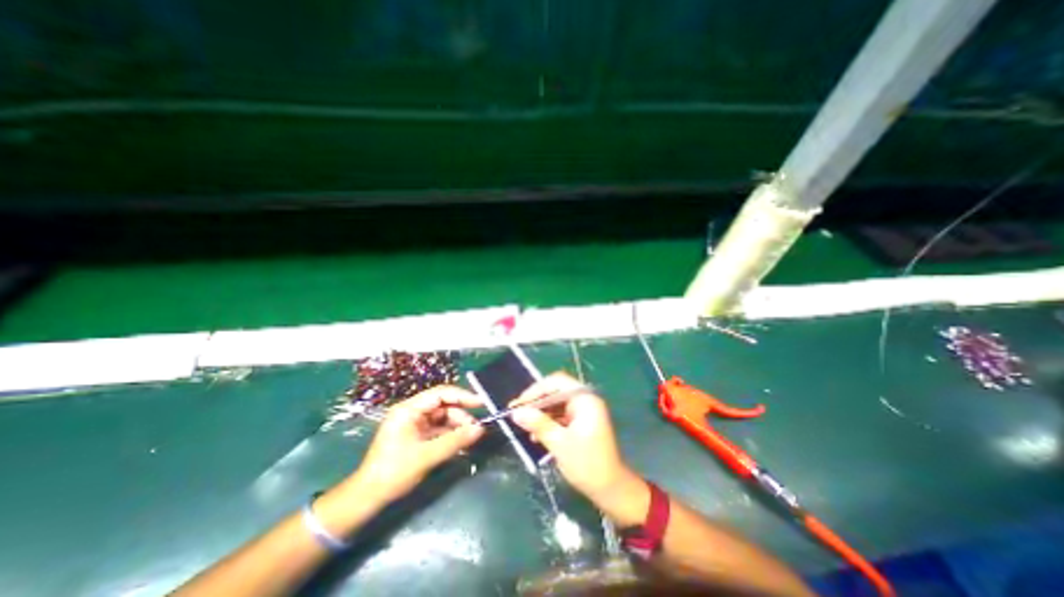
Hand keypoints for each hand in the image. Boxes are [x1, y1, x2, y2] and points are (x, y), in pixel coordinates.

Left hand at [349, 388, 485, 504]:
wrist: (367, 498)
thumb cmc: (393, 472)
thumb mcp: (427, 456)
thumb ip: (455, 440)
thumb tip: (480, 429)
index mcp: (409, 409)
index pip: (441, 393)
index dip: (462, 396)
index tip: (481, 402)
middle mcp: (412, 412)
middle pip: (443, 405)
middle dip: (461, 415)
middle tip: (477, 428)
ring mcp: (414, 423)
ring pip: (443, 417)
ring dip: (457, 425)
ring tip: (471, 437)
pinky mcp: (416, 435)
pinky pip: (438, 428)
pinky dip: (450, 433)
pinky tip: (461, 441)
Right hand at [509, 373, 628, 502]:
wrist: (611, 489)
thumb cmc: (587, 464)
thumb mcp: (559, 443)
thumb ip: (538, 424)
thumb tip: (516, 412)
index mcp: (584, 399)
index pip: (556, 382)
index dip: (535, 390)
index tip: (518, 404)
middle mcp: (585, 399)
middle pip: (556, 391)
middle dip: (536, 402)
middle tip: (517, 412)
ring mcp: (584, 410)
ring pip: (557, 403)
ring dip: (541, 412)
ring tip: (523, 424)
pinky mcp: (582, 421)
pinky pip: (561, 414)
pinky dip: (549, 421)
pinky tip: (536, 434)